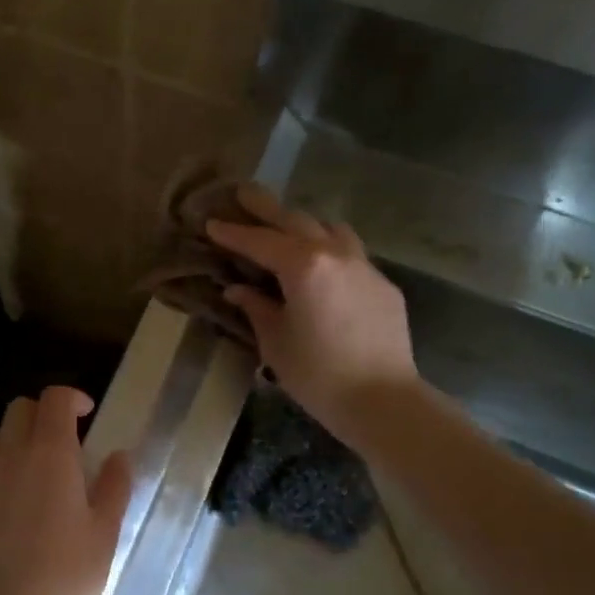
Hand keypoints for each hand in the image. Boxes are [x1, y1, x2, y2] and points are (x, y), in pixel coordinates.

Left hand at [0, 387, 133, 594]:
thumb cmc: (62, 580)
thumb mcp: (104, 535)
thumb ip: (114, 487)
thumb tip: (119, 455)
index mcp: (51, 454)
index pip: (55, 399)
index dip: (72, 398)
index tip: (87, 415)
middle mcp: (10, 454)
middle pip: (20, 408)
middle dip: (42, 415)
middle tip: (62, 445)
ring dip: (14, 442)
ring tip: (31, 474)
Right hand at [206, 185, 418, 444]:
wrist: (383, 400)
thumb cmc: (318, 375)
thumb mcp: (275, 342)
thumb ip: (256, 308)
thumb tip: (238, 289)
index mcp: (303, 266)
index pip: (260, 242)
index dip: (233, 233)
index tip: (211, 222)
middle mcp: (335, 254)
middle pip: (296, 220)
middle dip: (267, 208)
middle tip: (244, 194)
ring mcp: (364, 267)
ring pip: (330, 229)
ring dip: (304, 224)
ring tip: (285, 227)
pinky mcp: (383, 285)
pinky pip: (350, 254)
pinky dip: (328, 249)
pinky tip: (320, 268)